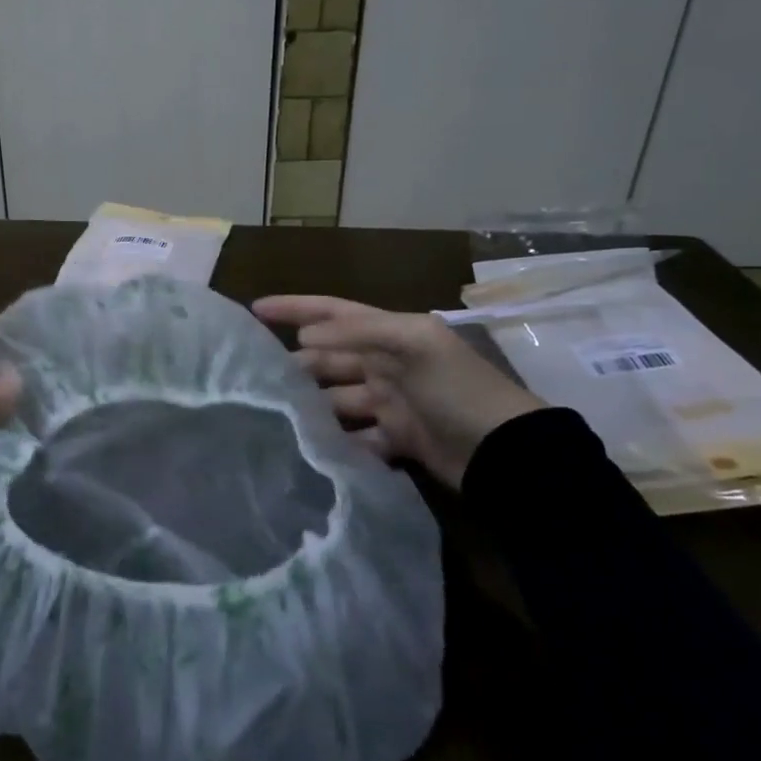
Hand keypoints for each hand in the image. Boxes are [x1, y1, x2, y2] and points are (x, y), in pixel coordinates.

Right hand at [253, 296, 544, 490]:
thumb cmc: (457, 387)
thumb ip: (357, 332)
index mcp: (391, 333)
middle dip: (295, 363)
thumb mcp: (414, 343)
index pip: (333, 313)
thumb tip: (303, 338)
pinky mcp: (397, 439)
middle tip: (256, 378)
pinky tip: (311, 447)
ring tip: (274, 414)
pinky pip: (356, 437)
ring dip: (311, 404)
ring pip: (336, 398)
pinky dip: (338, 442)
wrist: (506, 451)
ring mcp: (391, 402)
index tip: (255, 310)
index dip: (295, 309)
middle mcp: (386, 363)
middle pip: (328, 358)